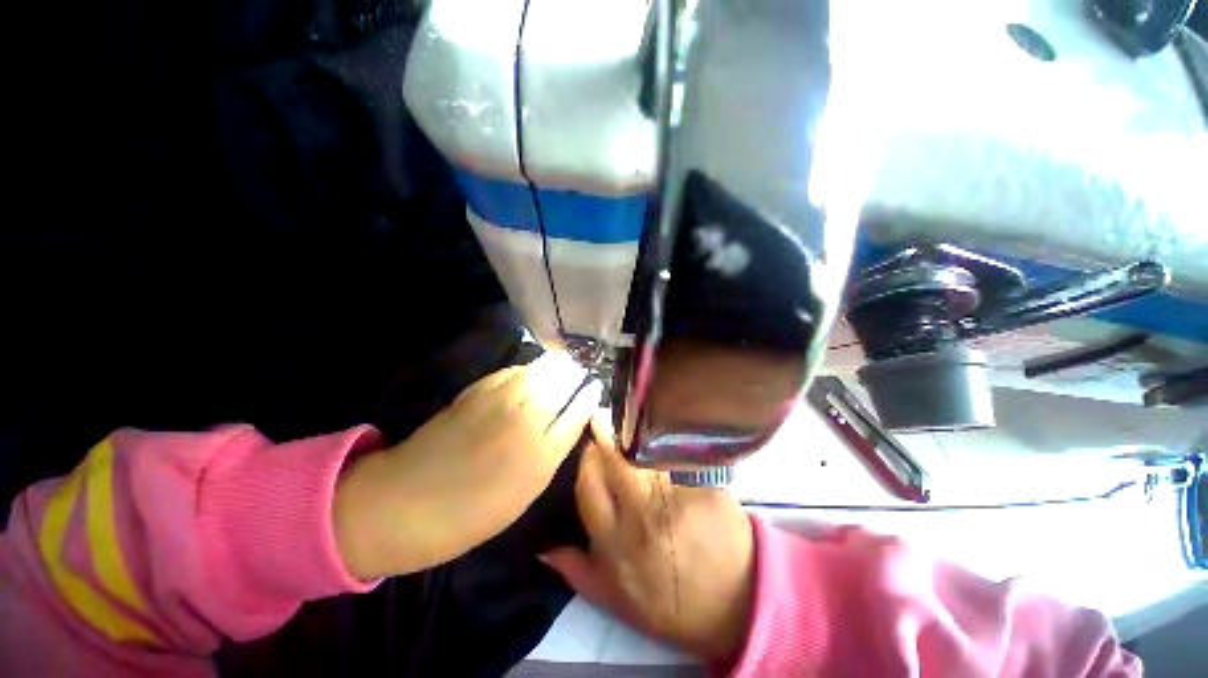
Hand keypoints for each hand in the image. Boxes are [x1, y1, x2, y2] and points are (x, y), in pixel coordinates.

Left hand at [333, 352, 600, 579]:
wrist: (402, 504)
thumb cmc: (470, 514)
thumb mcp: (525, 493)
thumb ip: (552, 452)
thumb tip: (571, 420)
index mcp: (541, 454)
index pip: (580, 409)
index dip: (590, 396)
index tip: (595, 391)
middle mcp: (526, 419)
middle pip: (564, 380)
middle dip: (576, 376)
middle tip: (579, 380)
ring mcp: (499, 399)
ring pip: (541, 368)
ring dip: (555, 367)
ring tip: (559, 373)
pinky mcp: (477, 390)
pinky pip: (514, 370)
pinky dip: (528, 370)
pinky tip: (528, 378)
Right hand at [541, 418, 755, 664]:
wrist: (736, 603)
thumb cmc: (672, 604)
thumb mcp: (617, 601)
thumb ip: (577, 571)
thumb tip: (542, 547)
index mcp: (617, 543)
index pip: (588, 486)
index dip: (585, 459)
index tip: (587, 445)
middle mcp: (642, 514)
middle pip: (615, 459)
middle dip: (603, 433)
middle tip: (600, 417)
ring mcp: (675, 494)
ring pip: (644, 449)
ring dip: (631, 431)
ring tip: (626, 417)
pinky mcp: (701, 481)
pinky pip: (673, 450)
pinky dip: (662, 436)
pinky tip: (658, 425)